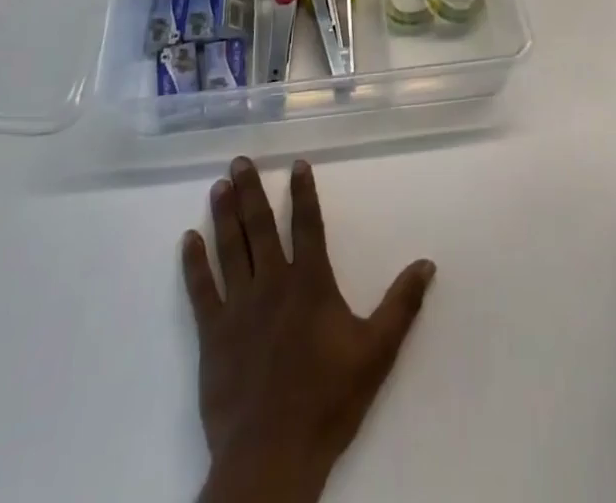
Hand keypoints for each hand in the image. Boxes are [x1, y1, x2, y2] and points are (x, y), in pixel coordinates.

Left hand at [183, 157, 435, 502]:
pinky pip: (200, 289)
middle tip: (240, 160)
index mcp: (310, 283)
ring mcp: (239, 307)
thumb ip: (402, 305)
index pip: (307, 224)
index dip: (303, 192)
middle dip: (251, 190)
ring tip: (219, 184)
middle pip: (259, 226)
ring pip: (230, 248)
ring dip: (223, 214)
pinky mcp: (213, 334)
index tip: (296, 163)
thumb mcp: (377, 352)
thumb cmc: (328, 400)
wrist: (272, 456)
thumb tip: (427, 263)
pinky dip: (194, 263)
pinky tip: (188, 239)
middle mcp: (272, 283)